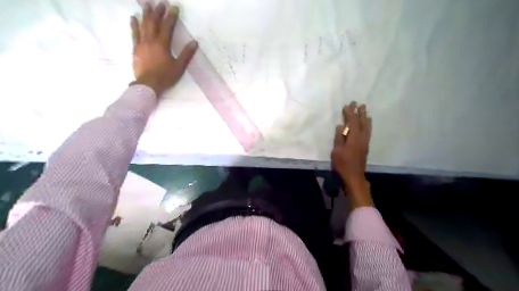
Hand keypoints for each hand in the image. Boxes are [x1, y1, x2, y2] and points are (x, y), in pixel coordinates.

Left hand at [131, 4, 197, 95]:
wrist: (148, 84)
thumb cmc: (165, 76)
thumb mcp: (179, 67)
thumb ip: (186, 54)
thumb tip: (194, 42)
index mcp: (163, 44)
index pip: (167, 27)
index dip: (171, 16)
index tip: (174, 7)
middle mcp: (151, 40)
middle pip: (154, 22)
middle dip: (158, 11)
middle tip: (160, 2)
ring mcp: (142, 44)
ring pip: (143, 25)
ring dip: (145, 14)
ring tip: (146, 4)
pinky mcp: (136, 49)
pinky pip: (134, 34)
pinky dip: (134, 25)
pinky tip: (133, 18)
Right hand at [333, 101, 372, 204]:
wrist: (354, 177)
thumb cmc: (343, 164)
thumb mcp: (337, 151)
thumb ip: (339, 138)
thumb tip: (341, 126)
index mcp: (354, 138)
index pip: (352, 122)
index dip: (350, 113)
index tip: (348, 105)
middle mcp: (362, 138)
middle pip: (361, 122)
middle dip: (359, 112)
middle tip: (359, 103)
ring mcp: (365, 142)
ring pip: (367, 127)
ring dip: (365, 117)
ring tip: (365, 110)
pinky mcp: (365, 147)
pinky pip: (368, 132)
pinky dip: (368, 125)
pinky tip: (367, 123)